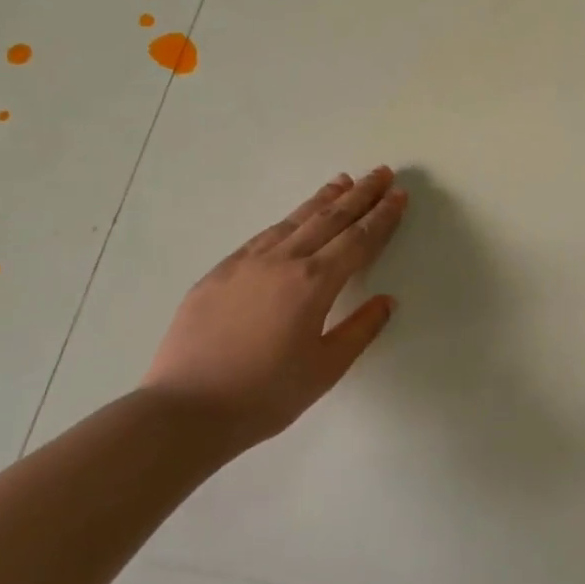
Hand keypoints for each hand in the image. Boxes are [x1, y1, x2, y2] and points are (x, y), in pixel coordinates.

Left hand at [143, 167, 407, 453]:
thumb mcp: (325, 369)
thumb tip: (386, 300)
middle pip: (329, 218)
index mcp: (314, 284)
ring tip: (344, 181)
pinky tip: (294, 219)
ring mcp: (246, 263)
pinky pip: (263, 236)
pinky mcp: (219, 273)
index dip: (382, 217)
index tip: (399, 196)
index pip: (358, 240)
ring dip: (323, 199)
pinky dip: (288, 220)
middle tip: (382, 173)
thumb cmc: (265, 395)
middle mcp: (282, 262)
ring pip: (294, 221)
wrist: (185, 410)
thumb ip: (360, 330)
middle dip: (360, 194)